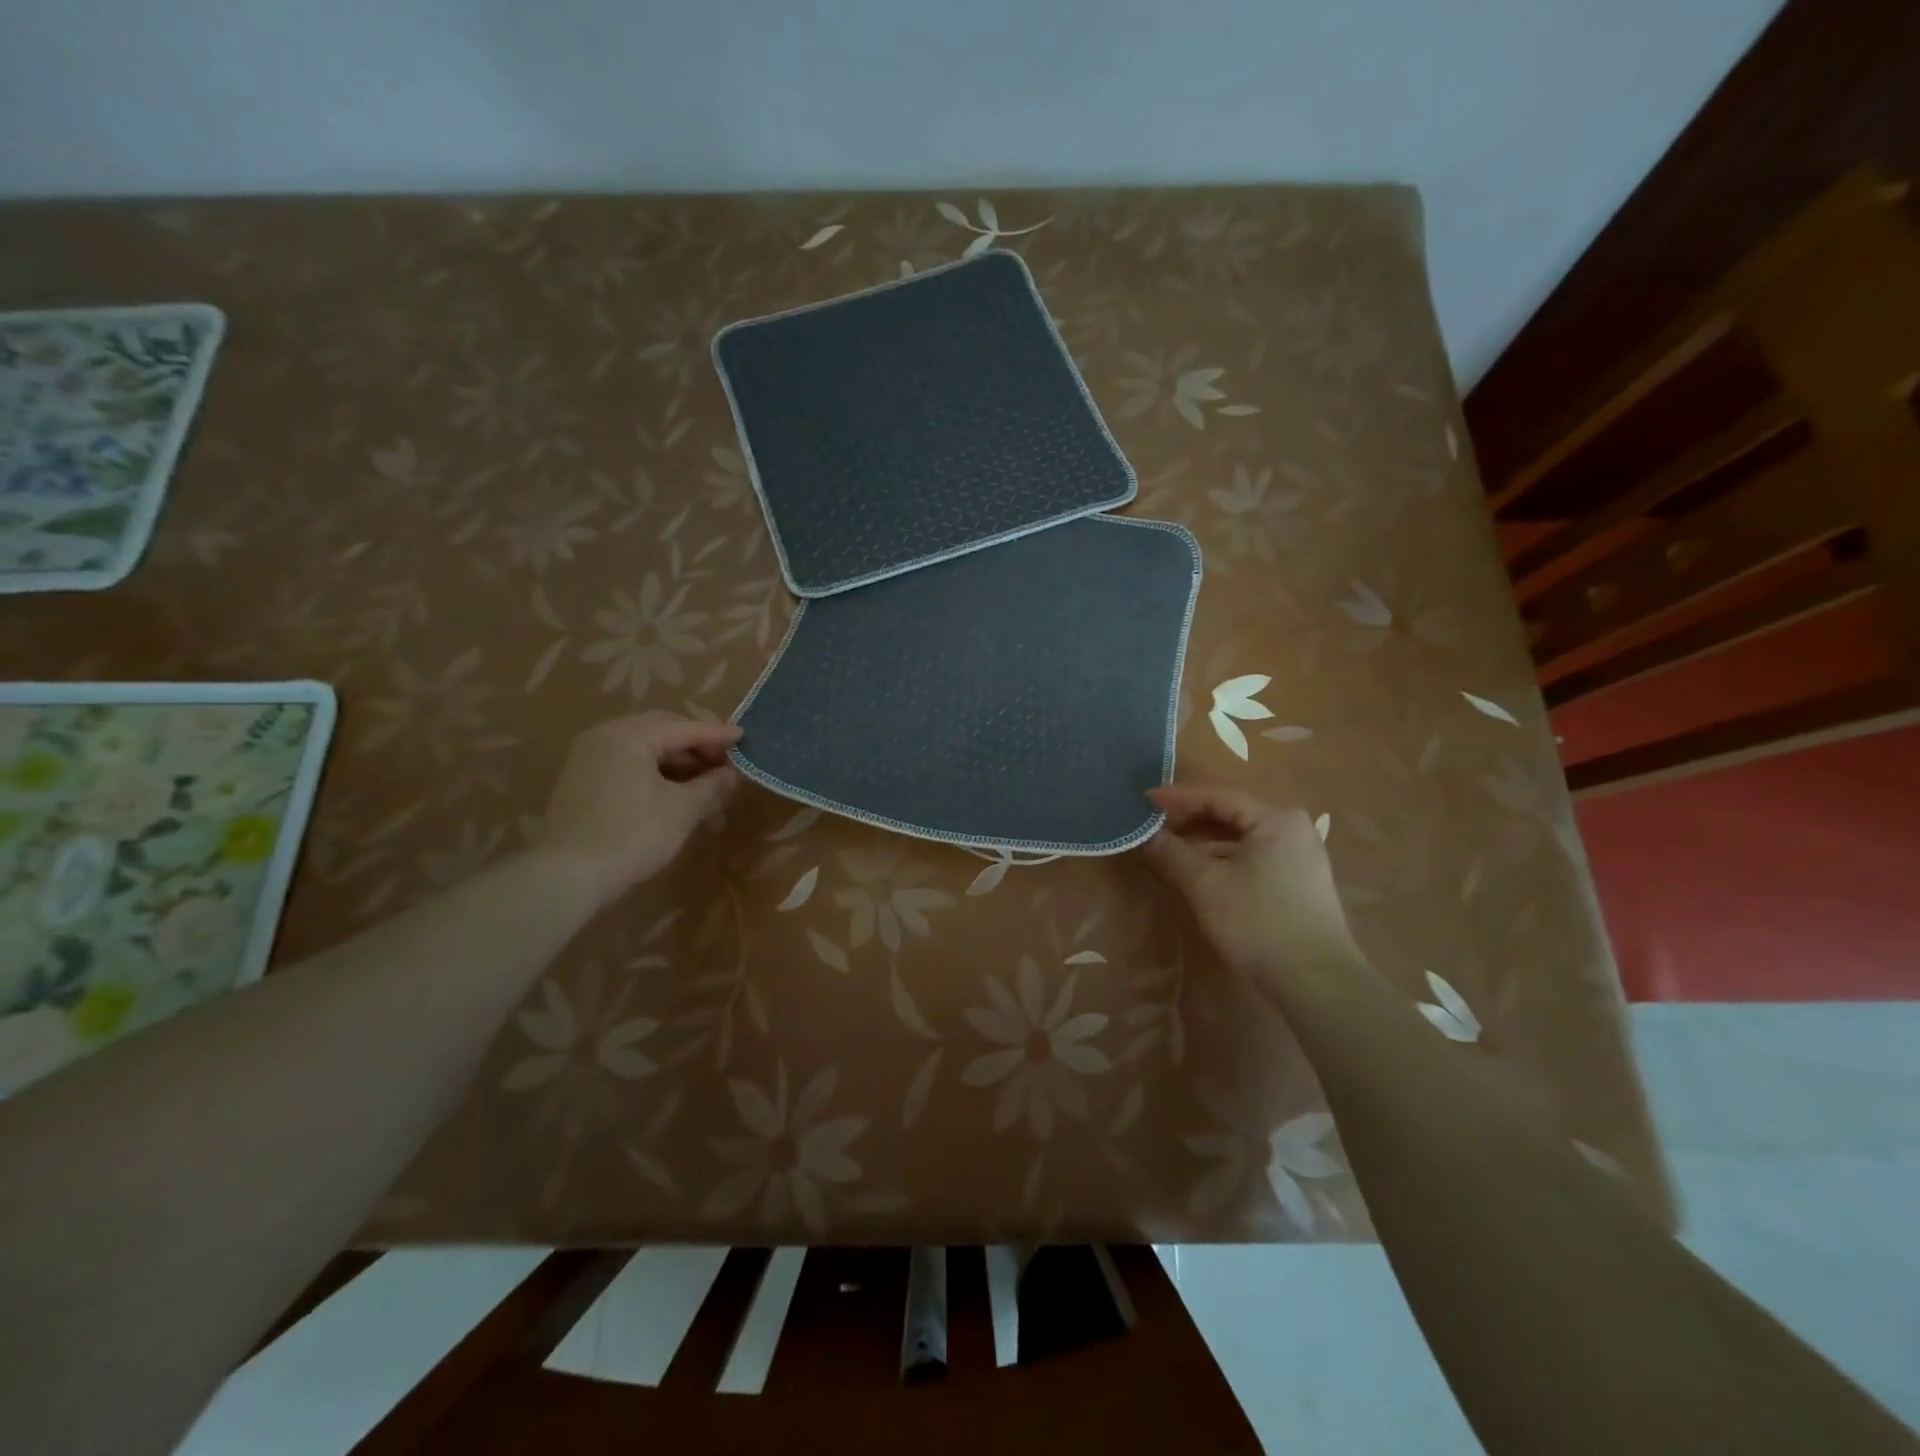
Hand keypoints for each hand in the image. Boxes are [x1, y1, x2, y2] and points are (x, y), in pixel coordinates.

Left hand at [537, 713, 740, 905]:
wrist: (567, 877)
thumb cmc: (632, 835)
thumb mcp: (682, 810)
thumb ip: (711, 786)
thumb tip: (730, 775)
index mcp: (629, 735)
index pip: (684, 727)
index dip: (717, 735)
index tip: (744, 738)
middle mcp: (605, 737)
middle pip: (663, 732)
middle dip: (697, 749)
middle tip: (725, 765)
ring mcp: (590, 759)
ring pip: (646, 752)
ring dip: (680, 767)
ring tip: (708, 790)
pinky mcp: (584, 783)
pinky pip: (630, 768)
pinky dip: (658, 777)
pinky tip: (679, 799)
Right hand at [1143, 784, 1360, 983]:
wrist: (1317, 982)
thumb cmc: (1258, 922)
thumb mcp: (1205, 885)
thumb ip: (1172, 853)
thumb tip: (1147, 835)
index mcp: (1276, 820)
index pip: (1218, 797)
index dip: (1178, 798)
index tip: (1145, 800)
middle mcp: (1294, 830)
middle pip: (1232, 816)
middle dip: (1190, 820)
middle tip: (1154, 825)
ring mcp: (1301, 858)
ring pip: (1242, 839)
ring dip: (1205, 842)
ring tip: (1170, 849)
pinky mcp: (1301, 884)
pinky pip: (1254, 858)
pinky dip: (1224, 859)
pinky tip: (1201, 872)